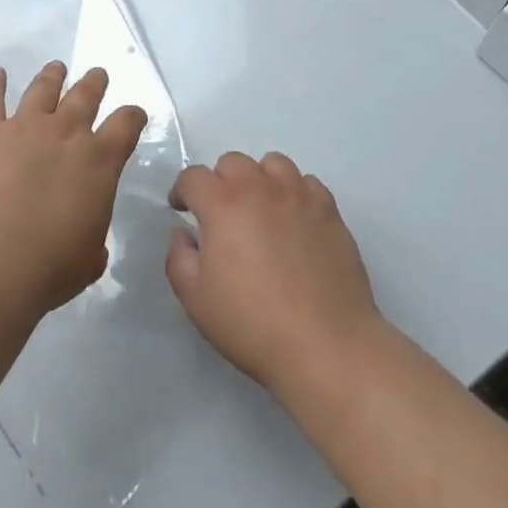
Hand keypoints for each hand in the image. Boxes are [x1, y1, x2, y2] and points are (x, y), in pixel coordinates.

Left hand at [0, 62, 147, 315]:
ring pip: (43, 89)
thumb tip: (89, 243)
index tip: (134, 114)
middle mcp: (66, 132)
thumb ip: (94, 239)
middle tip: (97, 75)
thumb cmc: (49, 267)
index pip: (126, 124)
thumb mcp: (89, 259)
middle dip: (94, 83)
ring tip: (56, 67)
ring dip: (52, 76)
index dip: (133, 116)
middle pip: (85, 95)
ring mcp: (25, 127)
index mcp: (100, 160)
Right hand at [166, 151, 381, 397]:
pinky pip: (306, 183)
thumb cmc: (253, 324)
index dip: (182, 190)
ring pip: (273, 164)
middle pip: (233, 162)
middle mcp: (260, 187)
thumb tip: (183, 233)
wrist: (325, 345)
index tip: (182, 210)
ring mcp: (299, 195)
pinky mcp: (329, 210)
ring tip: (261, 210)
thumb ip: (178, 258)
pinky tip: (294, 221)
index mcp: (223, 204)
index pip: (194, 176)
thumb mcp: (196, 299)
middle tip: (222, 215)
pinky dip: (294, 193)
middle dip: (220, 182)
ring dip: (259, 180)